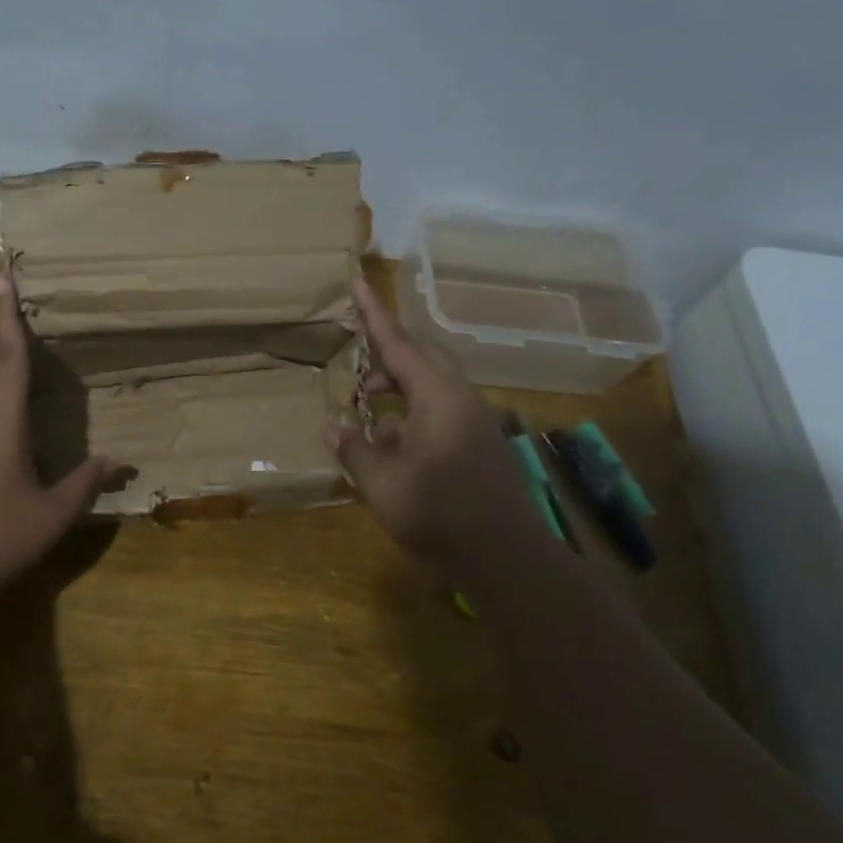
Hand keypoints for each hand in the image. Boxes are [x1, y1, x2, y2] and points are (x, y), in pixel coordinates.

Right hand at [327, 278, 541, 580]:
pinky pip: (440, 412)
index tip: (358, 282)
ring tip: (365, 408)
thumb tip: (335, 427)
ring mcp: (474, 423)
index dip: (374, 314)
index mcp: (438, 396)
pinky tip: (389, 444)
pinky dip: (411, 415)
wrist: (508, 559)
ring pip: (431, 387)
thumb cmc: (439, 513)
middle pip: (421, 359)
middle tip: (357, 365)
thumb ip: (354, 448)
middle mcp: (460, 399)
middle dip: (386, 355)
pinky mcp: (479, 446)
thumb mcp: (382, 482)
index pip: (399, 343)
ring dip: (397, 389)